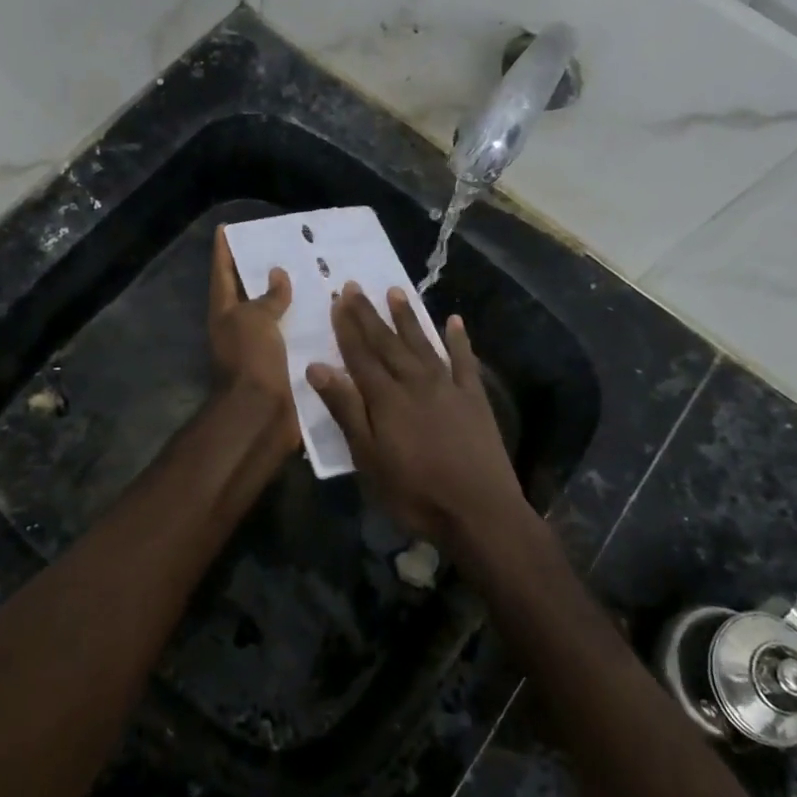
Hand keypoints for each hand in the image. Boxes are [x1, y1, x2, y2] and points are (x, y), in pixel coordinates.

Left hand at [208, 232, 298, 450]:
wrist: (261, 414)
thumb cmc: (250, 359)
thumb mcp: (255, 319)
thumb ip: (268, 296)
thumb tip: (277, 274)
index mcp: (225, 311)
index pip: (221, 271)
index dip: (223, 249)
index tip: (227, 227)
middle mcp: (240, 326)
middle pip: (251, 291)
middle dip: (266, 269)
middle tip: (289, 244)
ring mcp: (262, 346)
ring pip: (279, 313)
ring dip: (295, 296)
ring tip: (319, 272)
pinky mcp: (285, 363)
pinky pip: (299, 335)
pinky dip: (312, 322)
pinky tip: (333, 310)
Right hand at [306, 283, 525, 549]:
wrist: (479, 510)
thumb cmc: (415, 492)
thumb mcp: (368, 457)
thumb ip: (346, 410)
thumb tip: (317, 368)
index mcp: (386, 398)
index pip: (360, 355)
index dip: (347, 328)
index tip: (337, 300)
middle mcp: (415, 383)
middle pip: (388, 343)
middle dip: (370, 315)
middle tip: (356, 286)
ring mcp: (448, 387)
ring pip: (423, 344)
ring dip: (408, 318)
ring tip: (396, 291)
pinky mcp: (474, 398)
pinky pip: (464, 361)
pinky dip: (459, 340)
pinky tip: (454, 321)